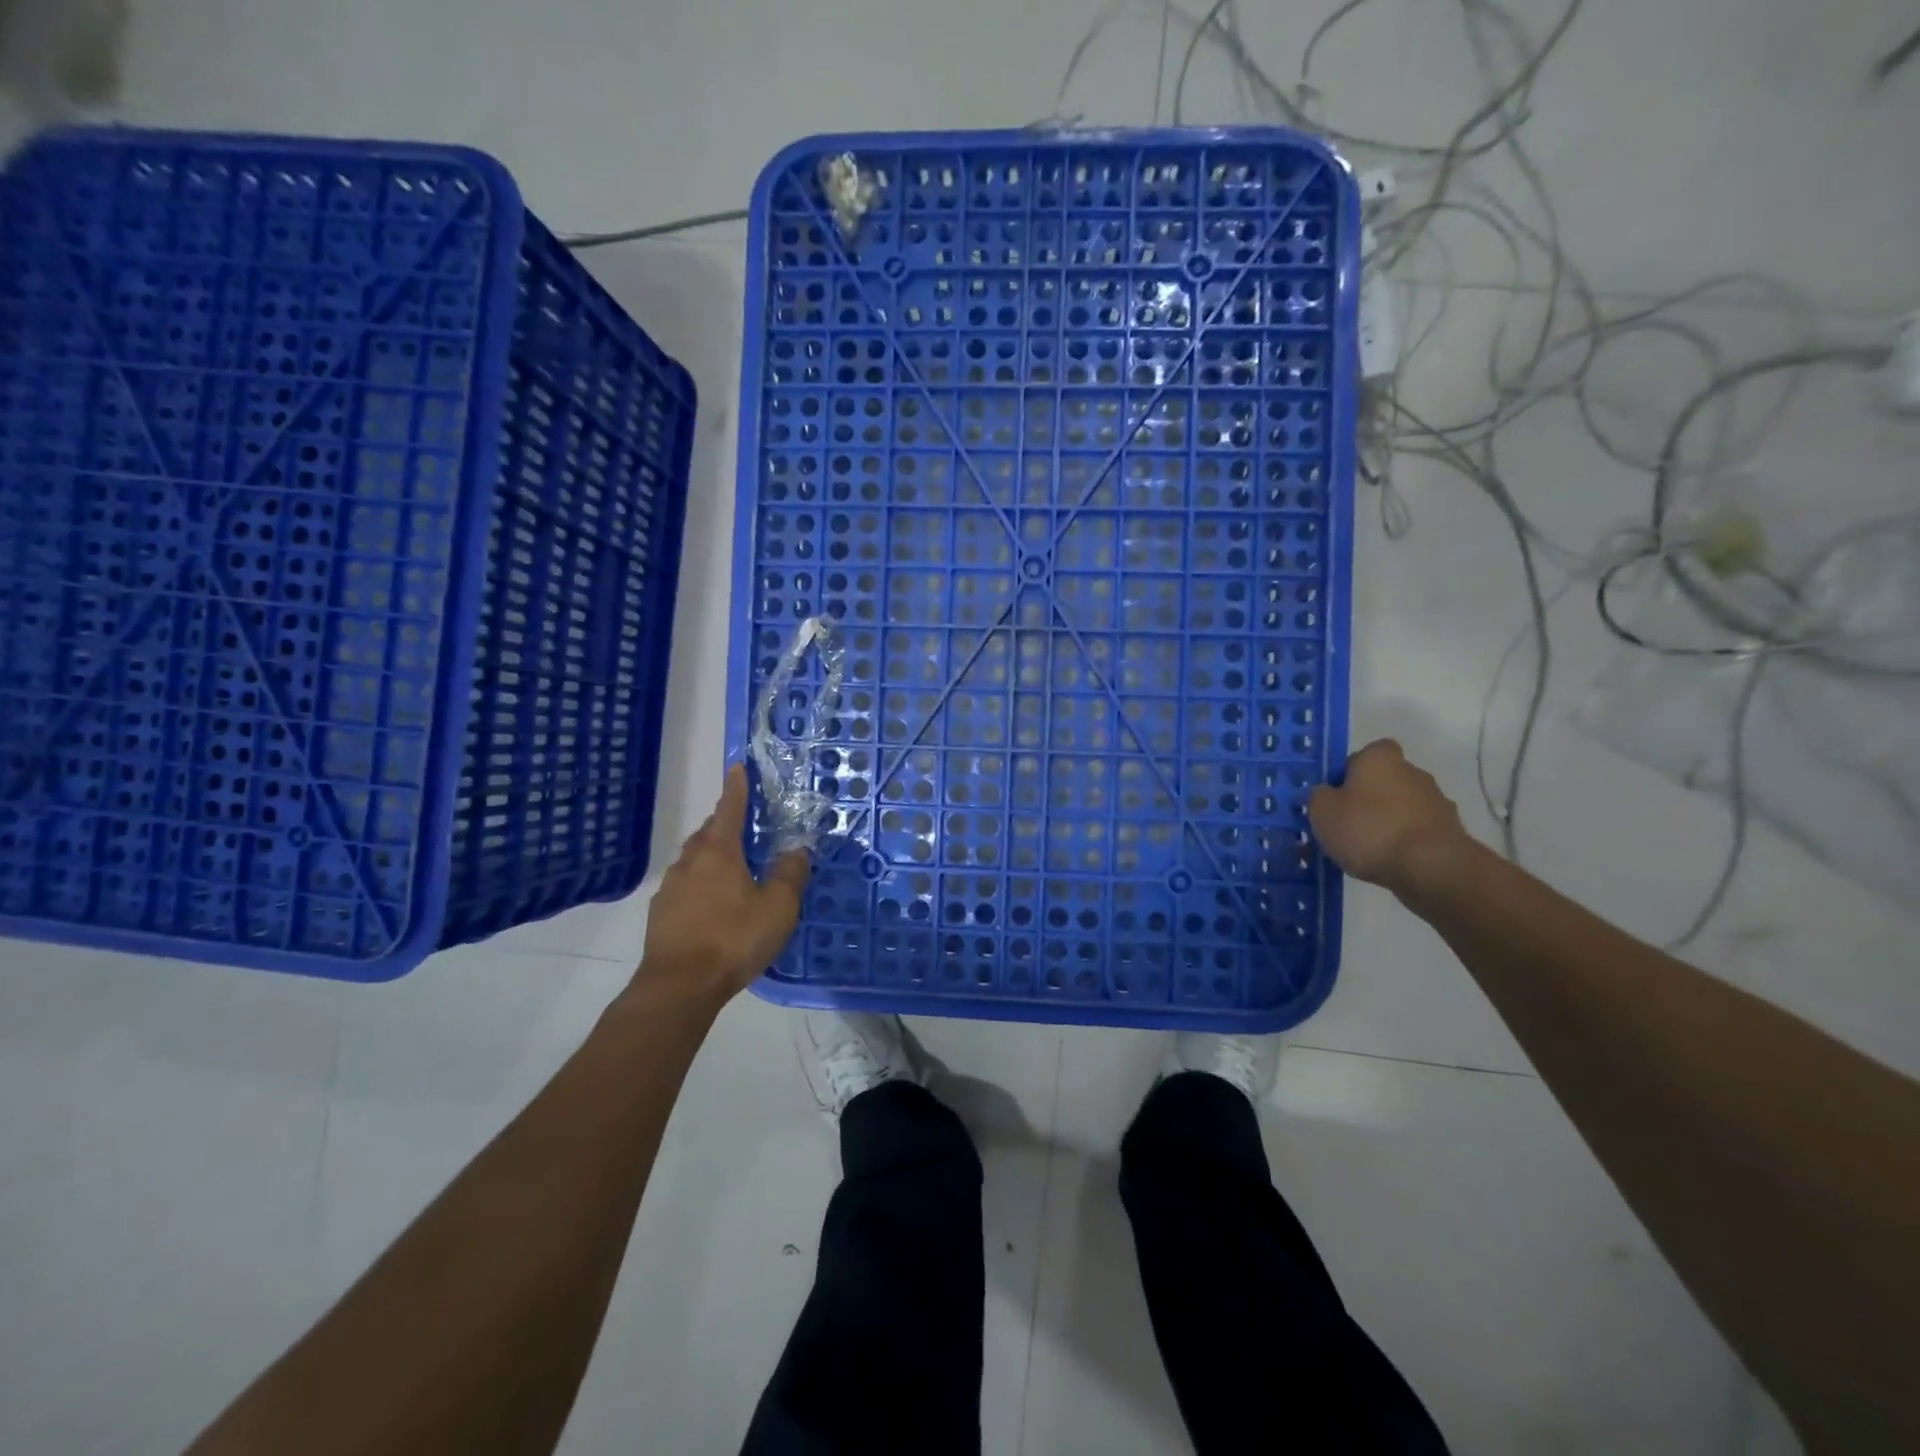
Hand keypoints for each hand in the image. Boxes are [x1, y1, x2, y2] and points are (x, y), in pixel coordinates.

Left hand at [639, 764, 810, 1001]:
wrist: (679, 986)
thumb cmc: (733, 939)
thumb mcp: (778, 907)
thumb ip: (790, 875)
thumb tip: (797, 850)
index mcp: (719, 852)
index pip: (729, 809)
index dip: (737, 788)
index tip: (738, 767)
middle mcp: (691, 862)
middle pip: (708, 832)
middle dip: (724, 822)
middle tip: (743, 823)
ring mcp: (671, 888)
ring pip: (693, 859)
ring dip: (711, 854)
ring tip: (731, 864)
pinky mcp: (661, 914)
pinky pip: (685, 885)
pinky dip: (700, 882)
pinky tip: (712, 901)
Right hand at [1308, 740, 1473, 894]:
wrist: (1431, 867)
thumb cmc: (1369, 829)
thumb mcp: (1322, 812)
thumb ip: (1319, 797)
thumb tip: (1326, 793)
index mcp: (1380, 758)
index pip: (1365, 753)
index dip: (1349, 771)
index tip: (1337, 795)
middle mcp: (1412, 771)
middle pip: (1384, 780)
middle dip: (1368, 799)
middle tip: (1347, 824)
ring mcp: (1436, 801)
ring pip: (1402, 807)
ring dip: (1387, 821)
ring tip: (1366, 851)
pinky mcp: (1450, 831)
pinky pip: (1417, 831)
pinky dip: (1405, 842)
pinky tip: (1389, 863)